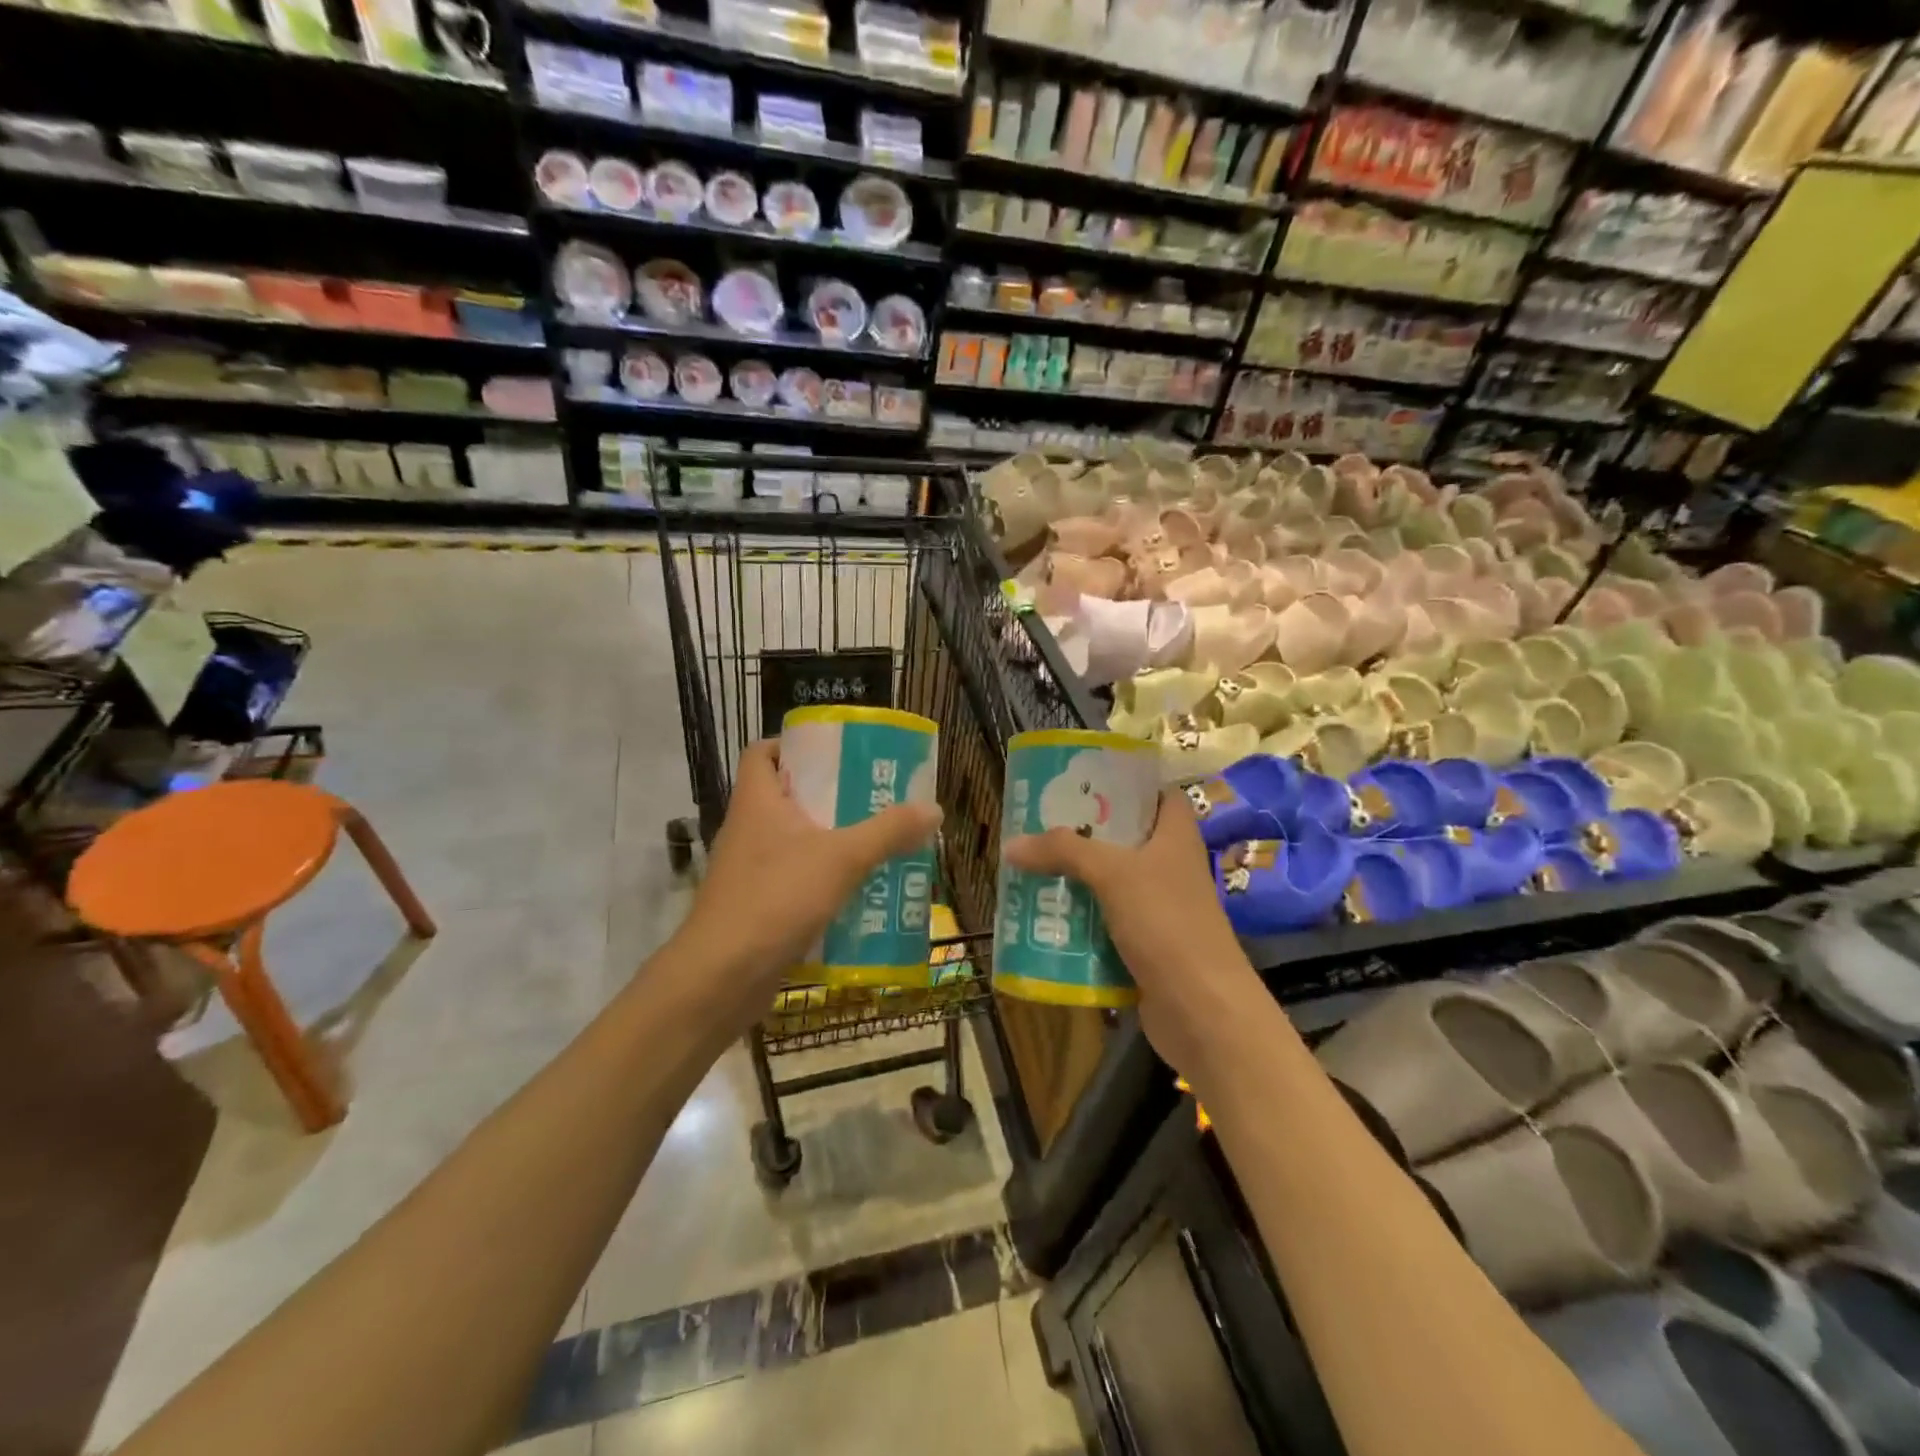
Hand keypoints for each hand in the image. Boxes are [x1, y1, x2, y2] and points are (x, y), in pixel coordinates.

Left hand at [674, 739, 939, 1025]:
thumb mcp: (842, 858)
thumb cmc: (776, 899)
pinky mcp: (756, 907)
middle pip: (788, 797)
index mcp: (758, 801)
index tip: (834, 752)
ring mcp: (749, 871)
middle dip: (831, 796)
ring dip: (832, 842)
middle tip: (874, 797)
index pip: (762, 752)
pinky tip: (858, 893)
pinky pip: (794, 881)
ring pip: (794, 842)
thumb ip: (888, 832)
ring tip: (877, 843)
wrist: (720, 978)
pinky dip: (823, 882)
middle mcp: (748, 829)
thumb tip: (933, 808)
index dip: (793, 744)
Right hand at [1003, 790, 1263, 1078]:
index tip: (1082, 779)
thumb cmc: (1166, 923)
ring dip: (1075, 879)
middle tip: (1038, 824)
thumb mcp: (1113, 874)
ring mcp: (1158, 908)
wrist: (1202, 1010)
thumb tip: (1012, 844)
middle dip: (1083, 833)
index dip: (1125, 783)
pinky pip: (1105, 923)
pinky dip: (1079, 920)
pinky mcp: (1145, 945)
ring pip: (1110, 883)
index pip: (1156, 794)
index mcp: (1175, 836)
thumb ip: (1064, 851)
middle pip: (1123, 838)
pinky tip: (1044, 916)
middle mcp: (1169, 866)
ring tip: (1030, 868)